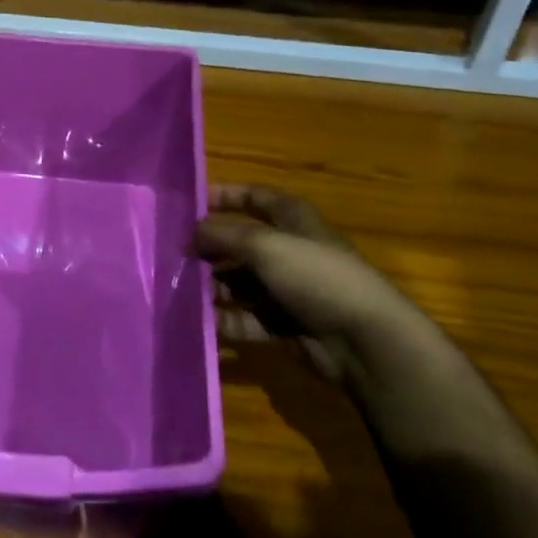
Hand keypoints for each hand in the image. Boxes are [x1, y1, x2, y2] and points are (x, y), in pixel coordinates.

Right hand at [195, 185, 418, 381]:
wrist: (364, 341)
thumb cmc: (315, 277)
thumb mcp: (264, 245)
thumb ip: (222, 234)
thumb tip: (190, 233)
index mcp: (293, 220)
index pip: (255, 198)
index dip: (225, 196)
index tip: (190, 203)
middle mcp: (289, 251)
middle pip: (241, 244)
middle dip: (209, 249)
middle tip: (173, 256)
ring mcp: (287, 290)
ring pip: (239, 283)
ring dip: (212, 287)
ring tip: (180, 292)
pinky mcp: (284, 326)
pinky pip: (245, 319)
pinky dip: (224, 320)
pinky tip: (199, 321)